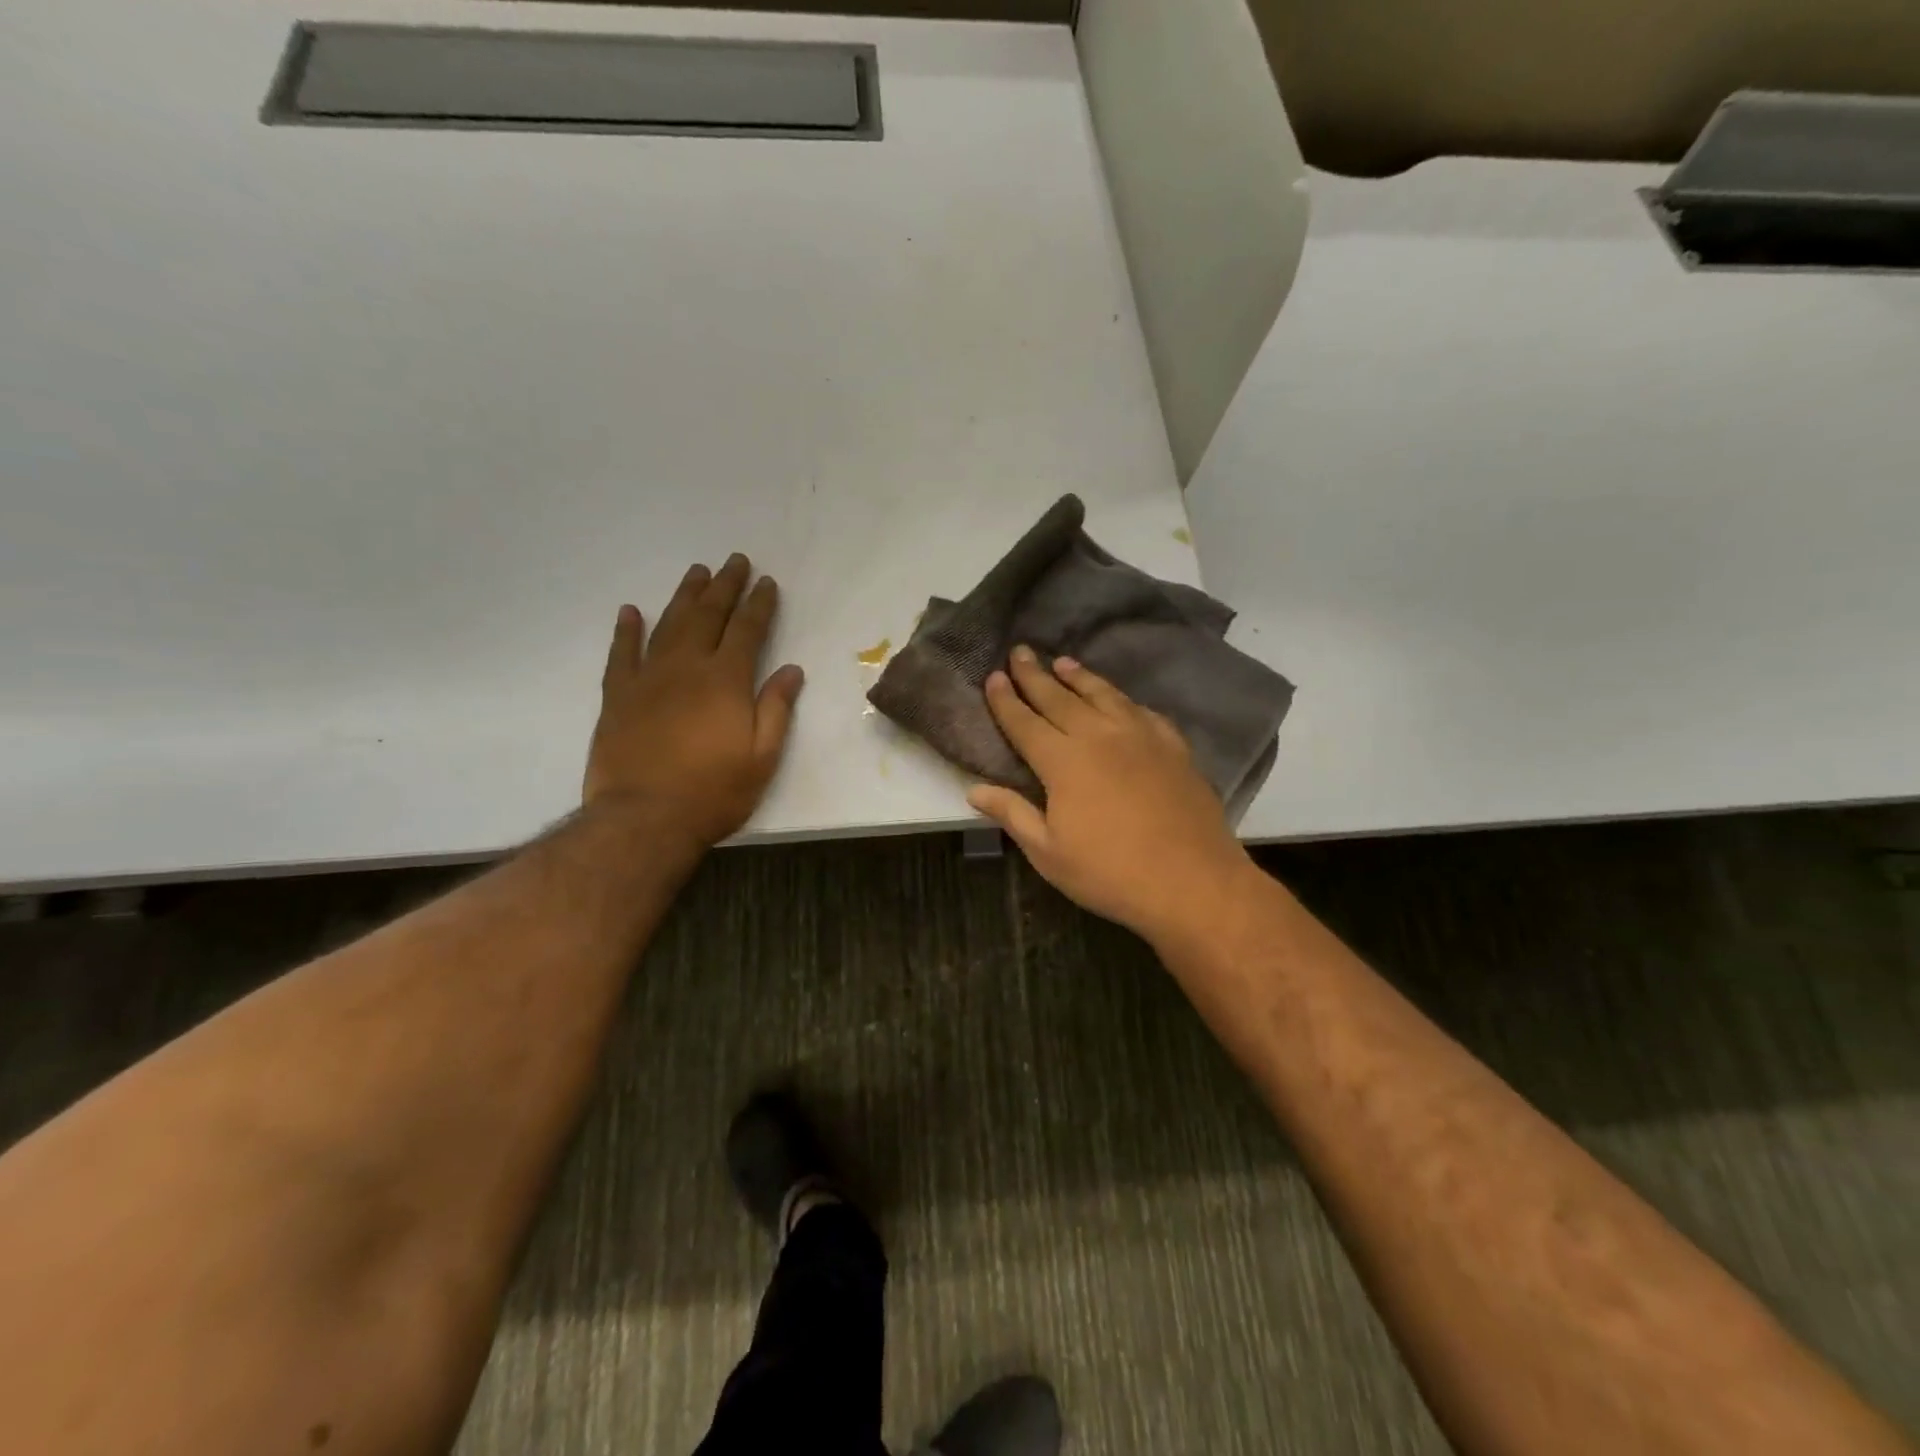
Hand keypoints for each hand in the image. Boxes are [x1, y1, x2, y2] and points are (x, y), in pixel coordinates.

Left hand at [584, 553, 804, 848]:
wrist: (644, 818)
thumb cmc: (714, 792)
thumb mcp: (762, 758)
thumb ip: (776, 709)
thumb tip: (792, 670)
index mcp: (726, 681)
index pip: (748, 630)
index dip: (760, 604)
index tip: (767, 582)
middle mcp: (686, 667)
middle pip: (708, 615)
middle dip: (725, 586)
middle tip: (735, 561)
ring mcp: (647, 678)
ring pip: (668, 624)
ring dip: (684, 596)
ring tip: (697, 572)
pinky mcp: (617, 696)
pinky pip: (621, 653)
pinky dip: (626, 630)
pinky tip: (630, 611)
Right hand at [968, 647, 1254, 944]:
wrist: (1192, 881)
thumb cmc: (1110, 873)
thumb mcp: (1048, 853)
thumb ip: (1013, 814)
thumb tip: (974, 790)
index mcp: (1063, 761)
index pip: (1025, 722)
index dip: (1005, 700)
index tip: (993, 677)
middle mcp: (1099, 736)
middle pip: (1059, 698)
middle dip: (1035, 675)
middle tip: (1021, 651)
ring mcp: (1141, 737)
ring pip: (1102, 695)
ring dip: (1079, 677)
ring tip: (1063, 662)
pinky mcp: (1172, 746)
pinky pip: (1142, 711)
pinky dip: (1123, 699)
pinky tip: (1119, 699)